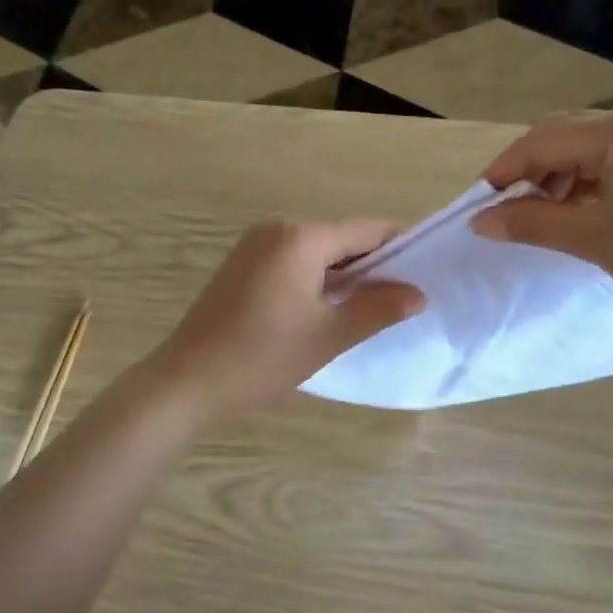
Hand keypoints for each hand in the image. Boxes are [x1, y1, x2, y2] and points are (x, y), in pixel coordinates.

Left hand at [141, 219, 424, 422]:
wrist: (186, 383)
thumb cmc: (262, 357)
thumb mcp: (328, 335)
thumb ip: (378, 309)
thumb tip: (418, 294)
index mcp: (301, 237)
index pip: (368, 230)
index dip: (401, 249)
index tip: (426, 274)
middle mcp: (277, 229)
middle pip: (342, 238)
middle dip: (374, 266)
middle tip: (403, 300)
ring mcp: (255, 246)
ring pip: (318, 252)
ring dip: (346, 276)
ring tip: (373, 309)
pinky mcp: (242, 267)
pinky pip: (294, 263)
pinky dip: (317, 280)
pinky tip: (329, 309)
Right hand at [469, 108, 612, 326]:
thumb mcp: (595, 239)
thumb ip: (532, 223)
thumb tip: (480, 221)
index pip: (544, 139)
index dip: (505, 170)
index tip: (478, 206)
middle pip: (566, 139)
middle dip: (530, 175)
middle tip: (507, 216)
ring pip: (589, 154)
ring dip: (557, 184)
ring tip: (542, 222)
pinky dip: (587, 189)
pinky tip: (579, 219)